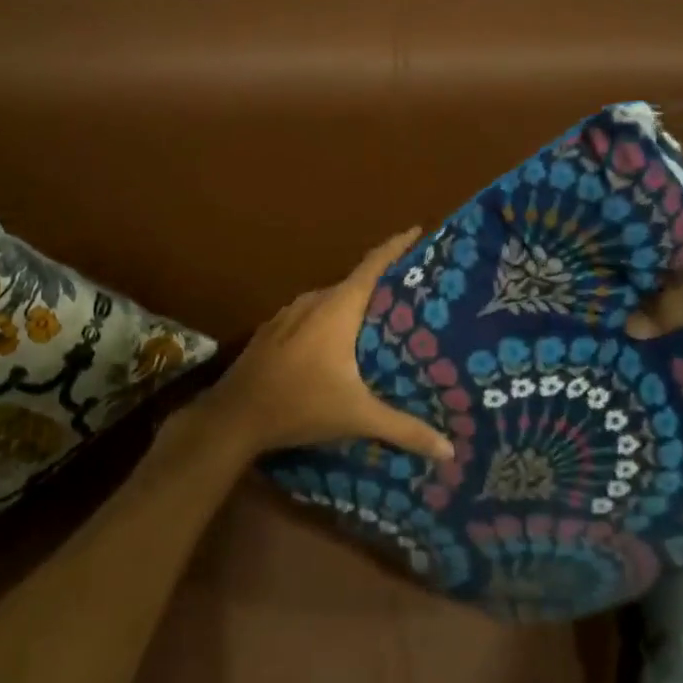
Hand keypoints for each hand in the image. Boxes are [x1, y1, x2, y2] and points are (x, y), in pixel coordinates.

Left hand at [193, 229, 456, 461]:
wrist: (233, 417)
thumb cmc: (300, 405)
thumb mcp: (357, 417)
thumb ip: (404, 429)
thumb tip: (449, 451)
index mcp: (338, 308)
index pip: (373, 264)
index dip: (396, 245)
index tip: (418, 231)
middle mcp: (313, 301)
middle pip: (355, 282)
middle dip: (383, 285)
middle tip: (414, 295)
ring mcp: (288, 314)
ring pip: (330, 301)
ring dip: (355, 306)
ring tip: (382, 321)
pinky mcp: (272, 331)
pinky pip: (311, 316)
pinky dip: (330, 321)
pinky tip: (338, 345)